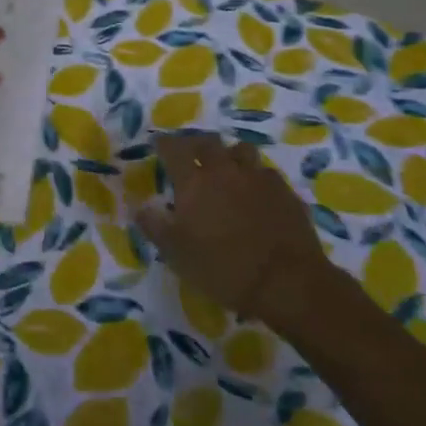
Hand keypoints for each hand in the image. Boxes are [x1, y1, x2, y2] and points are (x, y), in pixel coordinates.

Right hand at [136, 131, 334, 330]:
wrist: (287, 282)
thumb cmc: (223, 268)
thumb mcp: (176, 253)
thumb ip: (154, 226)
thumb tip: (138, 207)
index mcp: (194, 182)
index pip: (174, 149)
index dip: (164, 144)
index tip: (158, 144)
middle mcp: (225, 171)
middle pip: (208, 142)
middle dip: (196, 143)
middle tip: (190, 153)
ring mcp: (259, 178)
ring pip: (242, 151)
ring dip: (230, 155)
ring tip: (227, 167)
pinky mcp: (285, 192)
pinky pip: (267, 173)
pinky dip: (257, 177)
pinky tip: (257, 192)